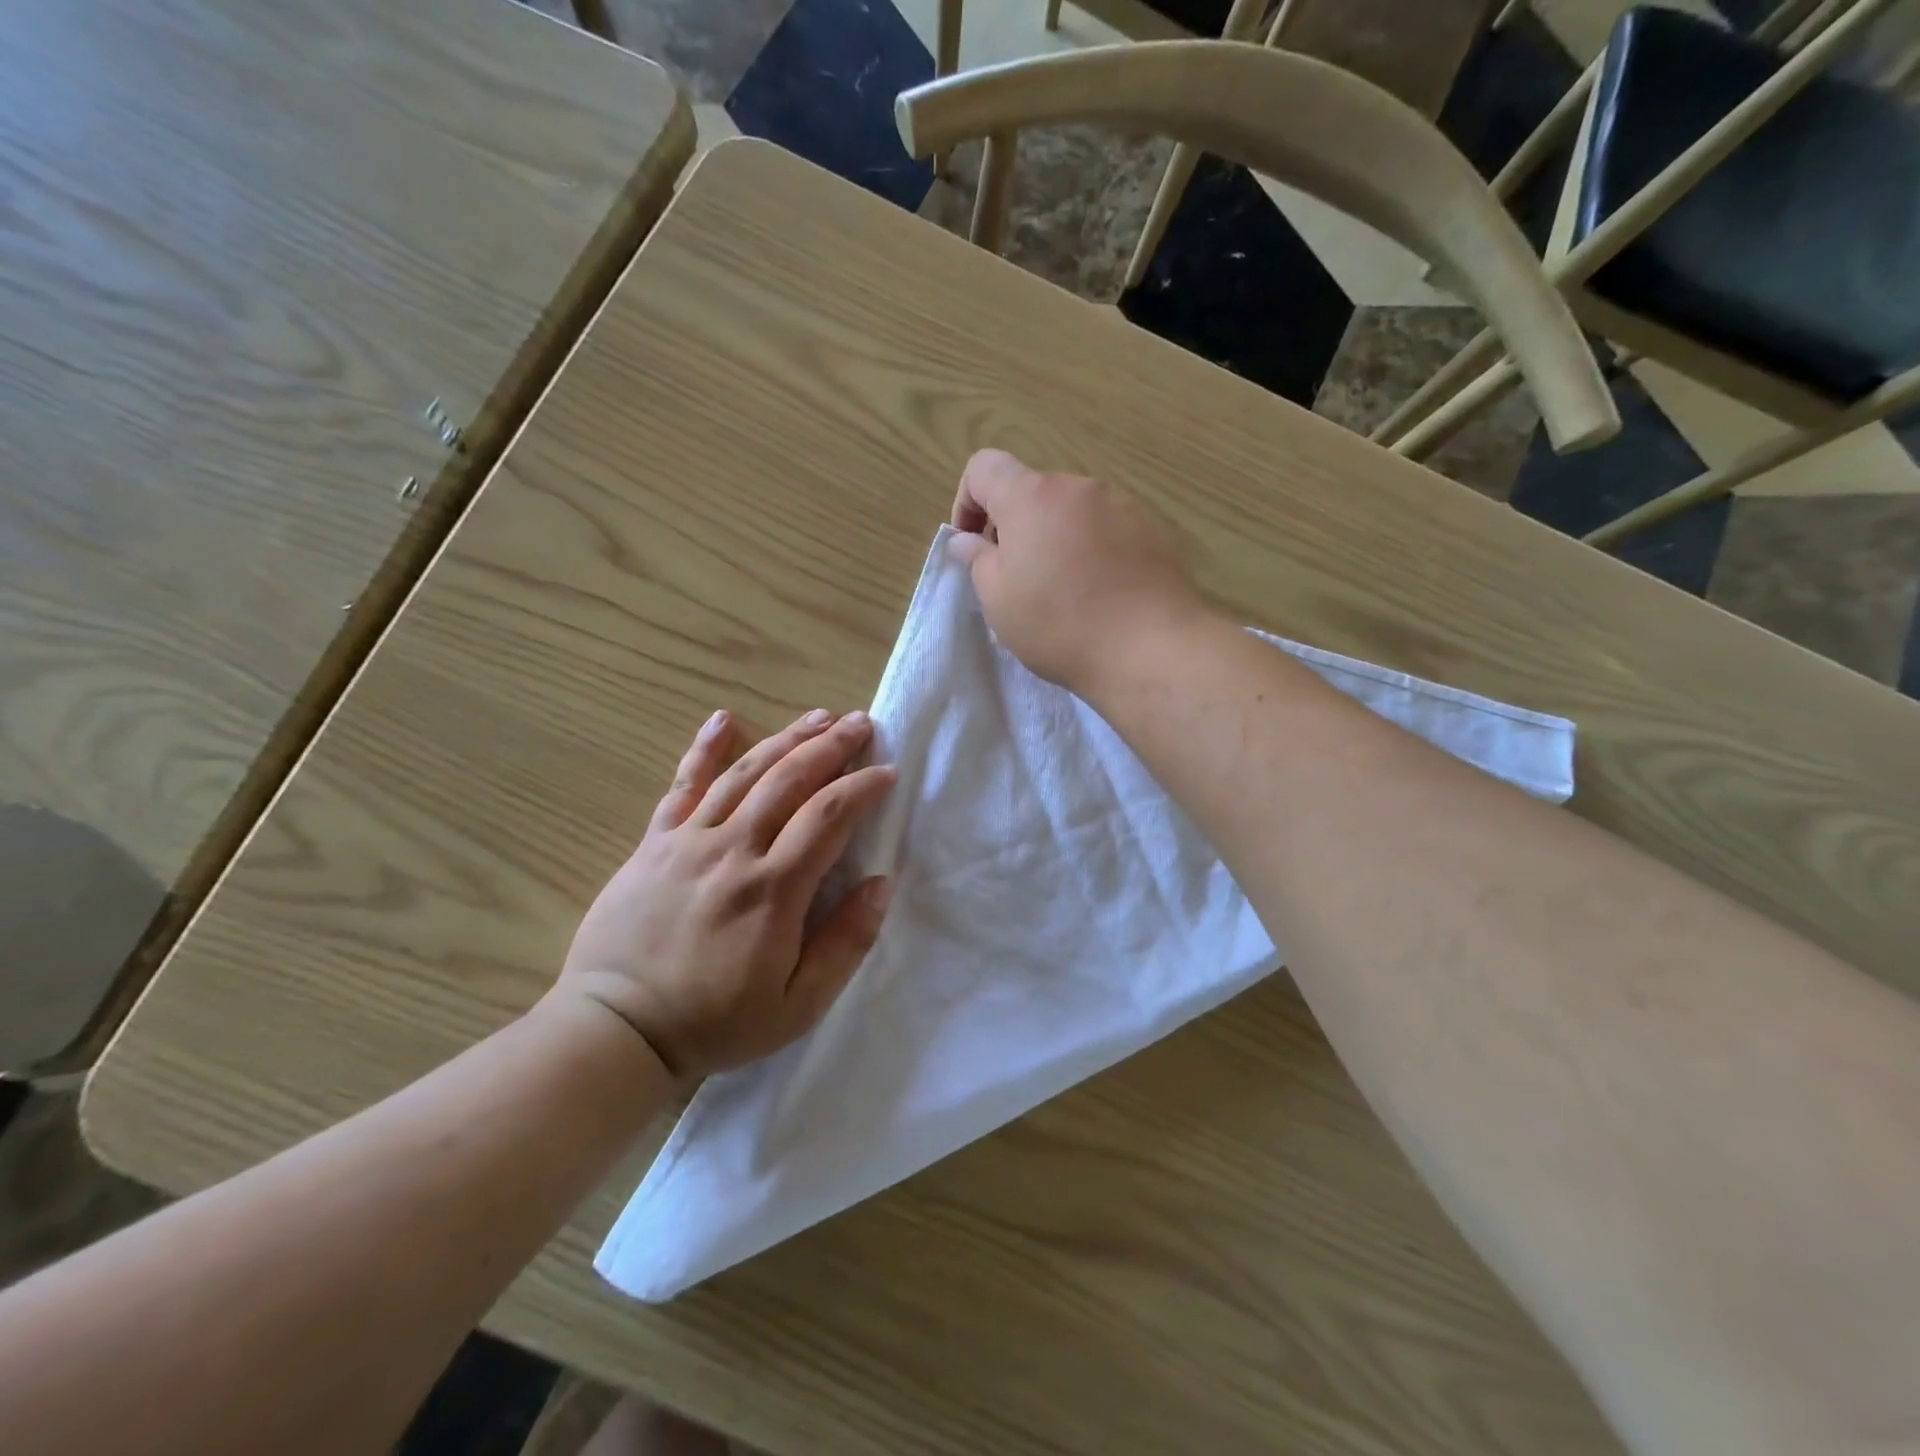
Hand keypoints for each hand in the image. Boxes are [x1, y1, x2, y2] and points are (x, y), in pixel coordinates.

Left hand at [555, 709, 894, 1078]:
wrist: (617, 1030)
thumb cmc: (715, 1022)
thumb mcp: (798, 1005)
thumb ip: (845, 944)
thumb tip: (880, 885)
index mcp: (773, 889)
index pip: (829, 817)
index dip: (863, 787)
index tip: (888, 771)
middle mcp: (734, 850)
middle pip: (790, 780)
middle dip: (831, 747)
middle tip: (861, 723)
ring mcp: (689, 841)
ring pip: (746, 774)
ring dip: (786, 739)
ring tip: (818, 717)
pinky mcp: (655, 843)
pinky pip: (683, 786)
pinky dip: (704, 750)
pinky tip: (724, 720)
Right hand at [949, 449, 1206, 693]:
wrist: (1149, 648)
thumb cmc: (1058, 624)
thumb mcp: (998, 599)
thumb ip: (977, 559)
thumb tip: (968, 540)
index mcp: (1032, 496)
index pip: (984, 467)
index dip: (967, 501)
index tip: (973, 545)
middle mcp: (1079, 487)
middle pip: (1034, 491)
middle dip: (1017, 526)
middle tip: (1018, 577)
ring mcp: (1124, 504)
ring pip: (1076, 511)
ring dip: (1059, 538)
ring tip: (1067, 589)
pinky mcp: (1157, 529)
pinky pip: (1113, 530)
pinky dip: (1098, 550)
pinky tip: (1105, 593)